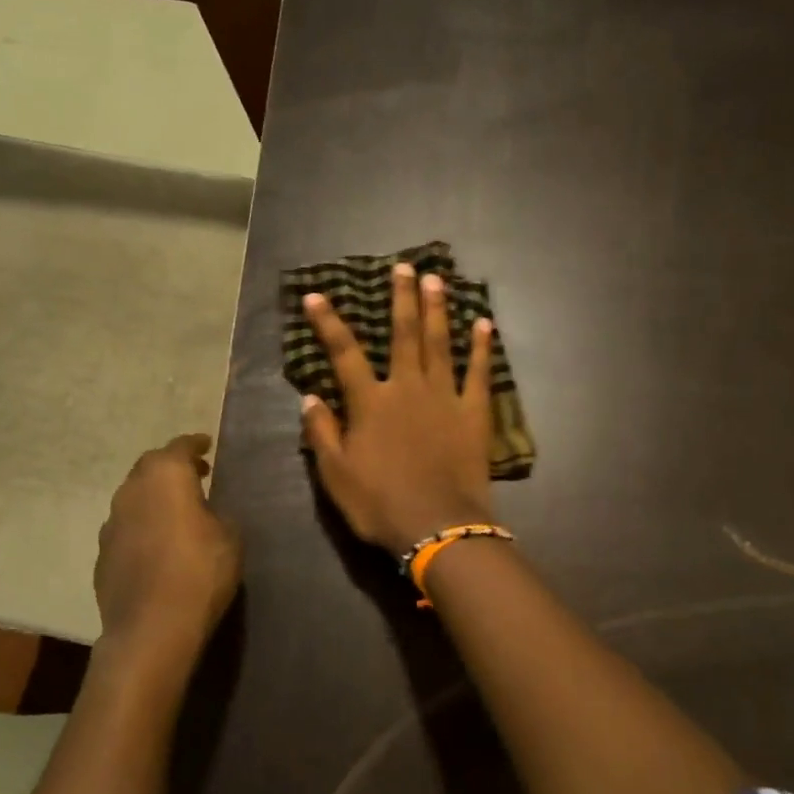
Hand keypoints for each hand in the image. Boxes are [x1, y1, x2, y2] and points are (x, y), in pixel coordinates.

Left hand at [94, 435, 241, 652]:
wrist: (152, 627)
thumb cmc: (200, 572)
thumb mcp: (230, 537)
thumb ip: (218, 514)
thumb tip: (207, 513)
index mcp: (165, 476)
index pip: (180, 447)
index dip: (194, 444)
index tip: (206, 445)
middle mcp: (131, 491)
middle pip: (150, 467)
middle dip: (172, 467)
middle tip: (195, 475)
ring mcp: (111, 523)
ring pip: (134, 497)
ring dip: (154, 497)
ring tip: (176, 510)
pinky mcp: (102, 554)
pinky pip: (126, 528)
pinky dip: (142, 526)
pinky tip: (157, 544)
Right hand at [301, 263, 495, 555]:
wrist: (438, 527)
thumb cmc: (380, 504)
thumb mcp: (336, 475)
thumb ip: (322, 433)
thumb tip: (308, 397)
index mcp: (370, 403)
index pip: (344, 354)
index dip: (328, 324)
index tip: (316, 296)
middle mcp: (407, 388)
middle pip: (403, 335)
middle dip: (401, 299)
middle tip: (404, 266)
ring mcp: (444, 398)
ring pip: (440, 344)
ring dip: (437, 310)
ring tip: (437, 279)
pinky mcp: (474, 414)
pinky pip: (479, 374)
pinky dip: (482, 348)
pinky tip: (484, 324)